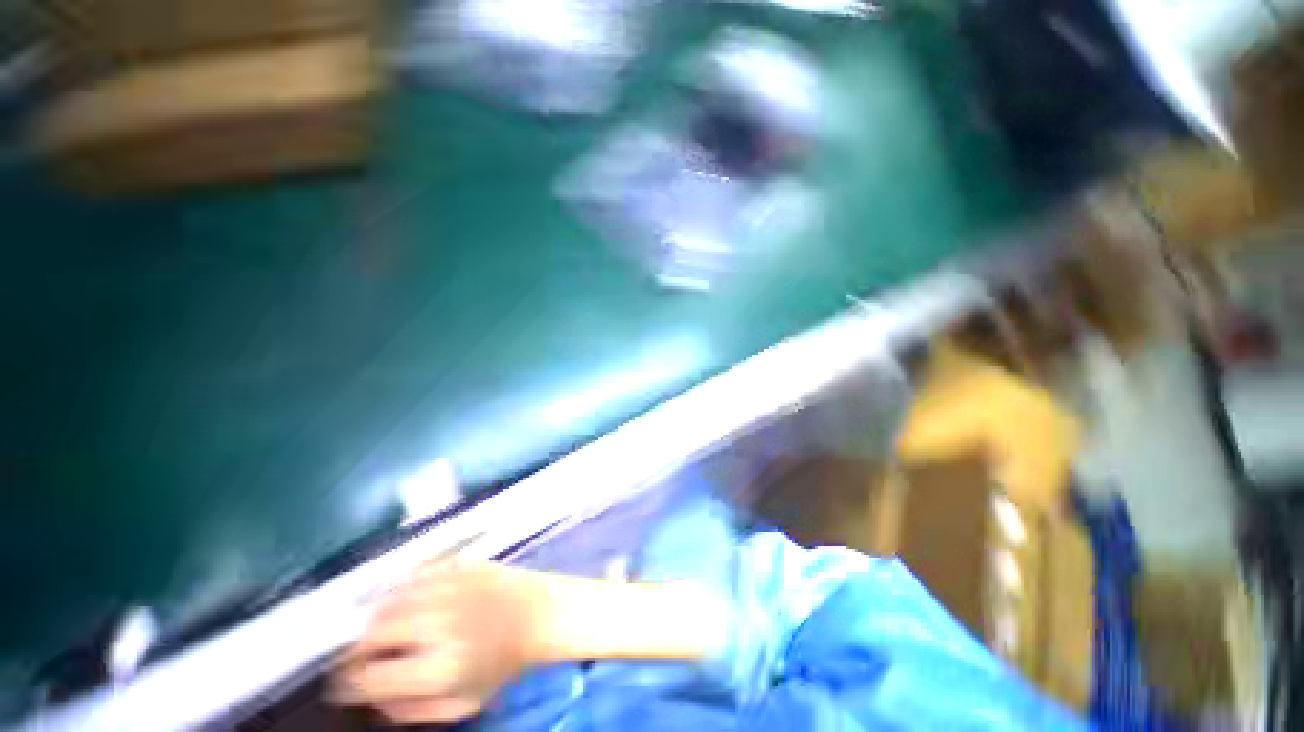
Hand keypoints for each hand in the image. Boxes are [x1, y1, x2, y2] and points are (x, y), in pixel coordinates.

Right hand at [330, 560, 547, 724]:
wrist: (540, 612)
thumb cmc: (504, 663)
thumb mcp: (462, 704)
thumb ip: (410, 709)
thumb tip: (371, 698)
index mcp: (439, 667)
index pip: (369, 677)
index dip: (347, 684)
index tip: (344, 685)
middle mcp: (438, 624)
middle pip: (371, 634)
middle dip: (355, 650)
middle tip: (359, 657)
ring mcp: (448, 588)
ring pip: (387, 601)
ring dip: (373, 618)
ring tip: (377, 630)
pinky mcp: (458, 564)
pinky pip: (412, 574)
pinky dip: (397, 589)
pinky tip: (400, 600)